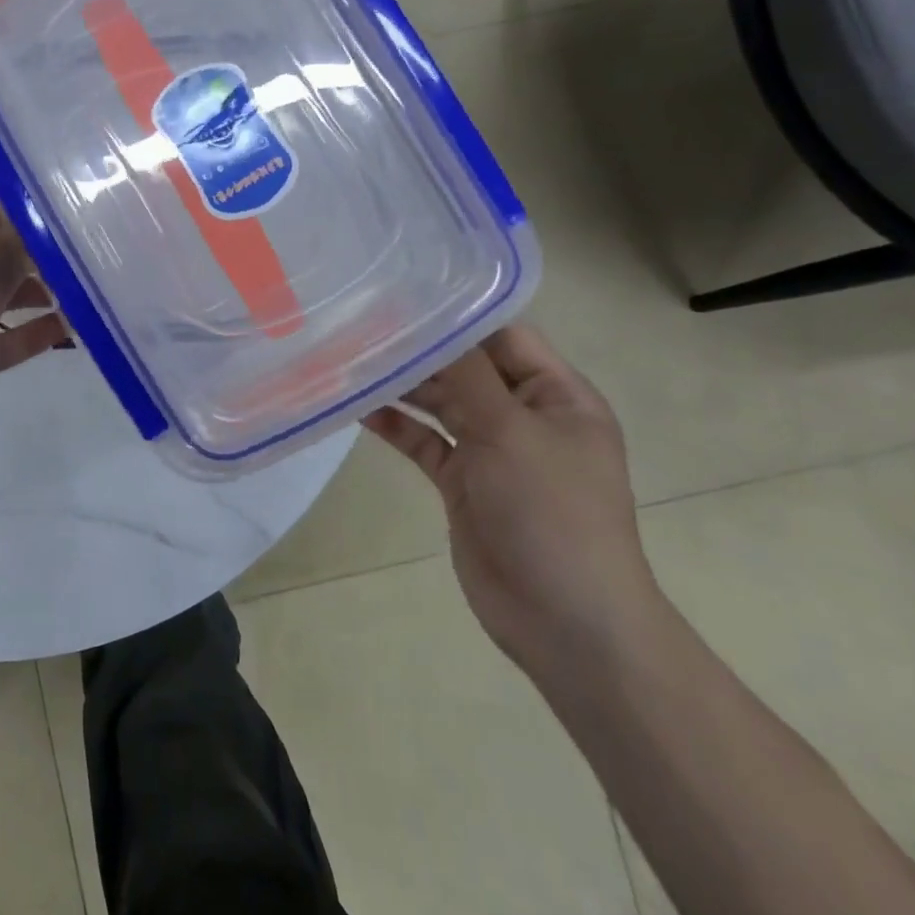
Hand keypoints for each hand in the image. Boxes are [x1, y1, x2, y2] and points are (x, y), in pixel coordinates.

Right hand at [363, 326, 664, 675]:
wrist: (565, 622)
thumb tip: (431, 319)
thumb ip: (467, 374)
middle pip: (465, 367)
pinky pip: (423, 441)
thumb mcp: (510, 432)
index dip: (456, 314)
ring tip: (350, 358)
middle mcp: (524, 415)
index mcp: (557, 396)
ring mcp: (491, 450)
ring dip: (401, 385)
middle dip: (419, 349)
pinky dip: (395, 425)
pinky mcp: (462, 481)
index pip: (503, 336)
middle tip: (359, 323)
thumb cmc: (552, 513)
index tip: (399, 292)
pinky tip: (358, 408)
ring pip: (440, 402)